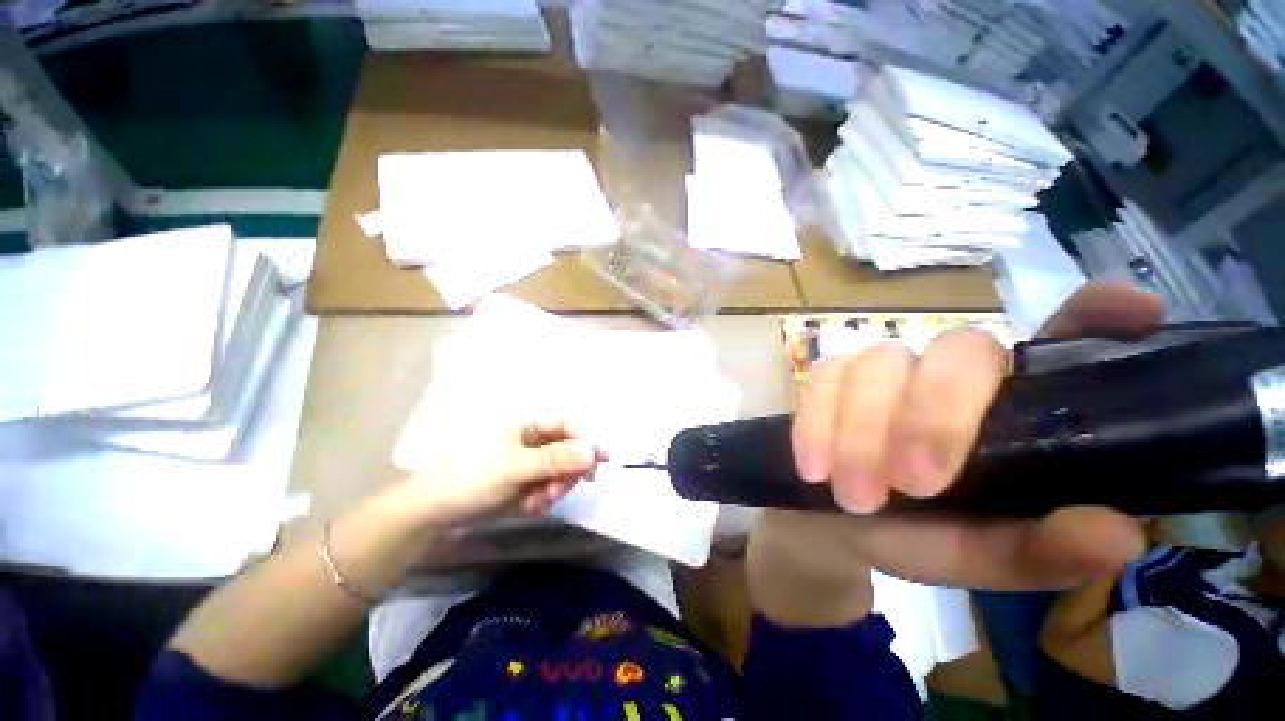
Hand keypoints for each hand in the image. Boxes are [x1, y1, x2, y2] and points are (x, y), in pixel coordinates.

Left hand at [389, 417, 607, 525]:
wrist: (431, 510)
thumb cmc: (471, 476)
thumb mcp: (515, 467)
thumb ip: (555, 458)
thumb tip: (592, 450)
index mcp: (528, 425)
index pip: (568, 425)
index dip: (586, 440)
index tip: (602, 460)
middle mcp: (532, 440)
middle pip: (568, 451)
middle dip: (566, 473)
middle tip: (557, 491)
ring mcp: (528, 462)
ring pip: (559, 472)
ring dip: (553, 489)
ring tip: (535, 503)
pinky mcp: (523, 482)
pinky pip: (546, 488)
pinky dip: (541, 499)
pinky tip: (527, 507)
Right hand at [778, 281, 1163, 590]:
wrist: (831, 522)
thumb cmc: (915, 536)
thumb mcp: (978, 558)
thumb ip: (1038, 552)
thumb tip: (1118, 534)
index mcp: (1015, 411)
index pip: (1066, 344)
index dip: (1096, 319)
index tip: (1132, 312)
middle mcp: (956, 373)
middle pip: (959, 350)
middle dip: (932, 418)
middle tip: (913, 487)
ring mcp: (887, 368)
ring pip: (878, 365)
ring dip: (862, 433)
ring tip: (853, 497)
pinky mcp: (833, 375)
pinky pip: (823, 380)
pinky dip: (817, 425)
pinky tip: (814, 467)